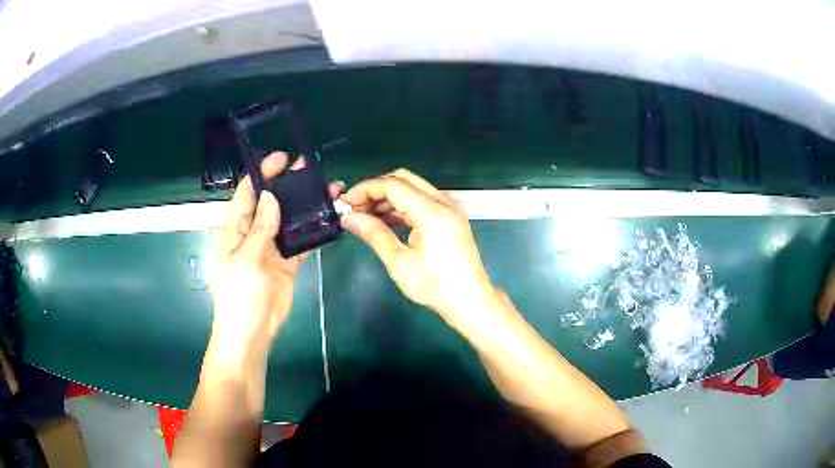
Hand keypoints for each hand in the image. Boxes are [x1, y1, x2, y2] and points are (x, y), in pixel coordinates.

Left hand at [210, 152, 341, 362]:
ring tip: (326, 189)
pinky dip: (313, 230)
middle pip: (271, 202)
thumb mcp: (246, 258)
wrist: (252, 332)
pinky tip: (328, 217)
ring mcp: (272, 248)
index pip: (247, 193)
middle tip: (309, 168)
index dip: (262, 174)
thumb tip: (272, 196)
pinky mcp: (288, 262)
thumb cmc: (239, 295)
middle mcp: (254, 233)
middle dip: (287, 184)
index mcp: (236, 229)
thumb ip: (260, 228)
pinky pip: (301, 242)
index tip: (282, 159)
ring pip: (289, 220)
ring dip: (304, 206)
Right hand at [341, 169, 496, 329]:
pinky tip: (385, 221)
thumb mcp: (399, 262)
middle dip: (376, 190)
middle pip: (404, 180)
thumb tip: (350, 218)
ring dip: (388, 198)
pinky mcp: (451, 216)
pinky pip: (422, 201)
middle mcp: (444, 201)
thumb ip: (374, 234)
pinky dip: (402, 207)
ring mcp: (450, 207)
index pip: (393, 185)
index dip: (366, 189)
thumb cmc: (435, 286)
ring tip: (365, 217)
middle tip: (355, 208)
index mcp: (432, 211)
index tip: (346, 203)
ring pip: (413, 189)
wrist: (471, 301)